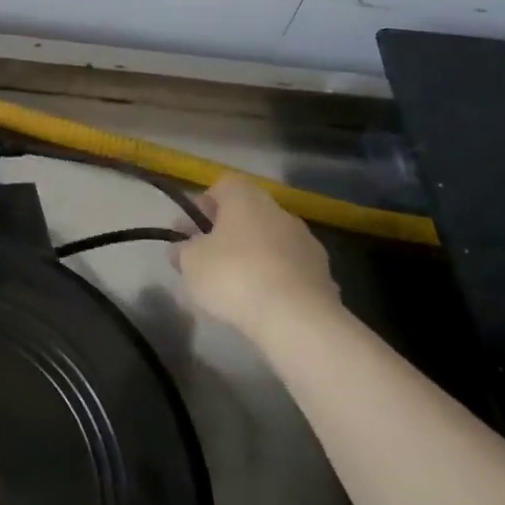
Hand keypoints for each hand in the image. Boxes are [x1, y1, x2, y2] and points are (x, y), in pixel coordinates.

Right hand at [171, 176, 339, 334]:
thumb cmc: (234, 276)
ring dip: (254, 254)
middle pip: (248, 213)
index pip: (223, 186)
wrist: (297, 318)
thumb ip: (182, 251)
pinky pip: (289, 267)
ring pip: (270, 240)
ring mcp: (305, 241)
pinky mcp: (323, 273)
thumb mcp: (191, 263)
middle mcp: (279, 211)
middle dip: (228, 232)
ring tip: (236, 284)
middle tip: (208, 257)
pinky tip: (263, 301)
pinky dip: (275, 277)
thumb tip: (180, 248)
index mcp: (246, 198)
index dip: (204, 205)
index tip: (191, 230)